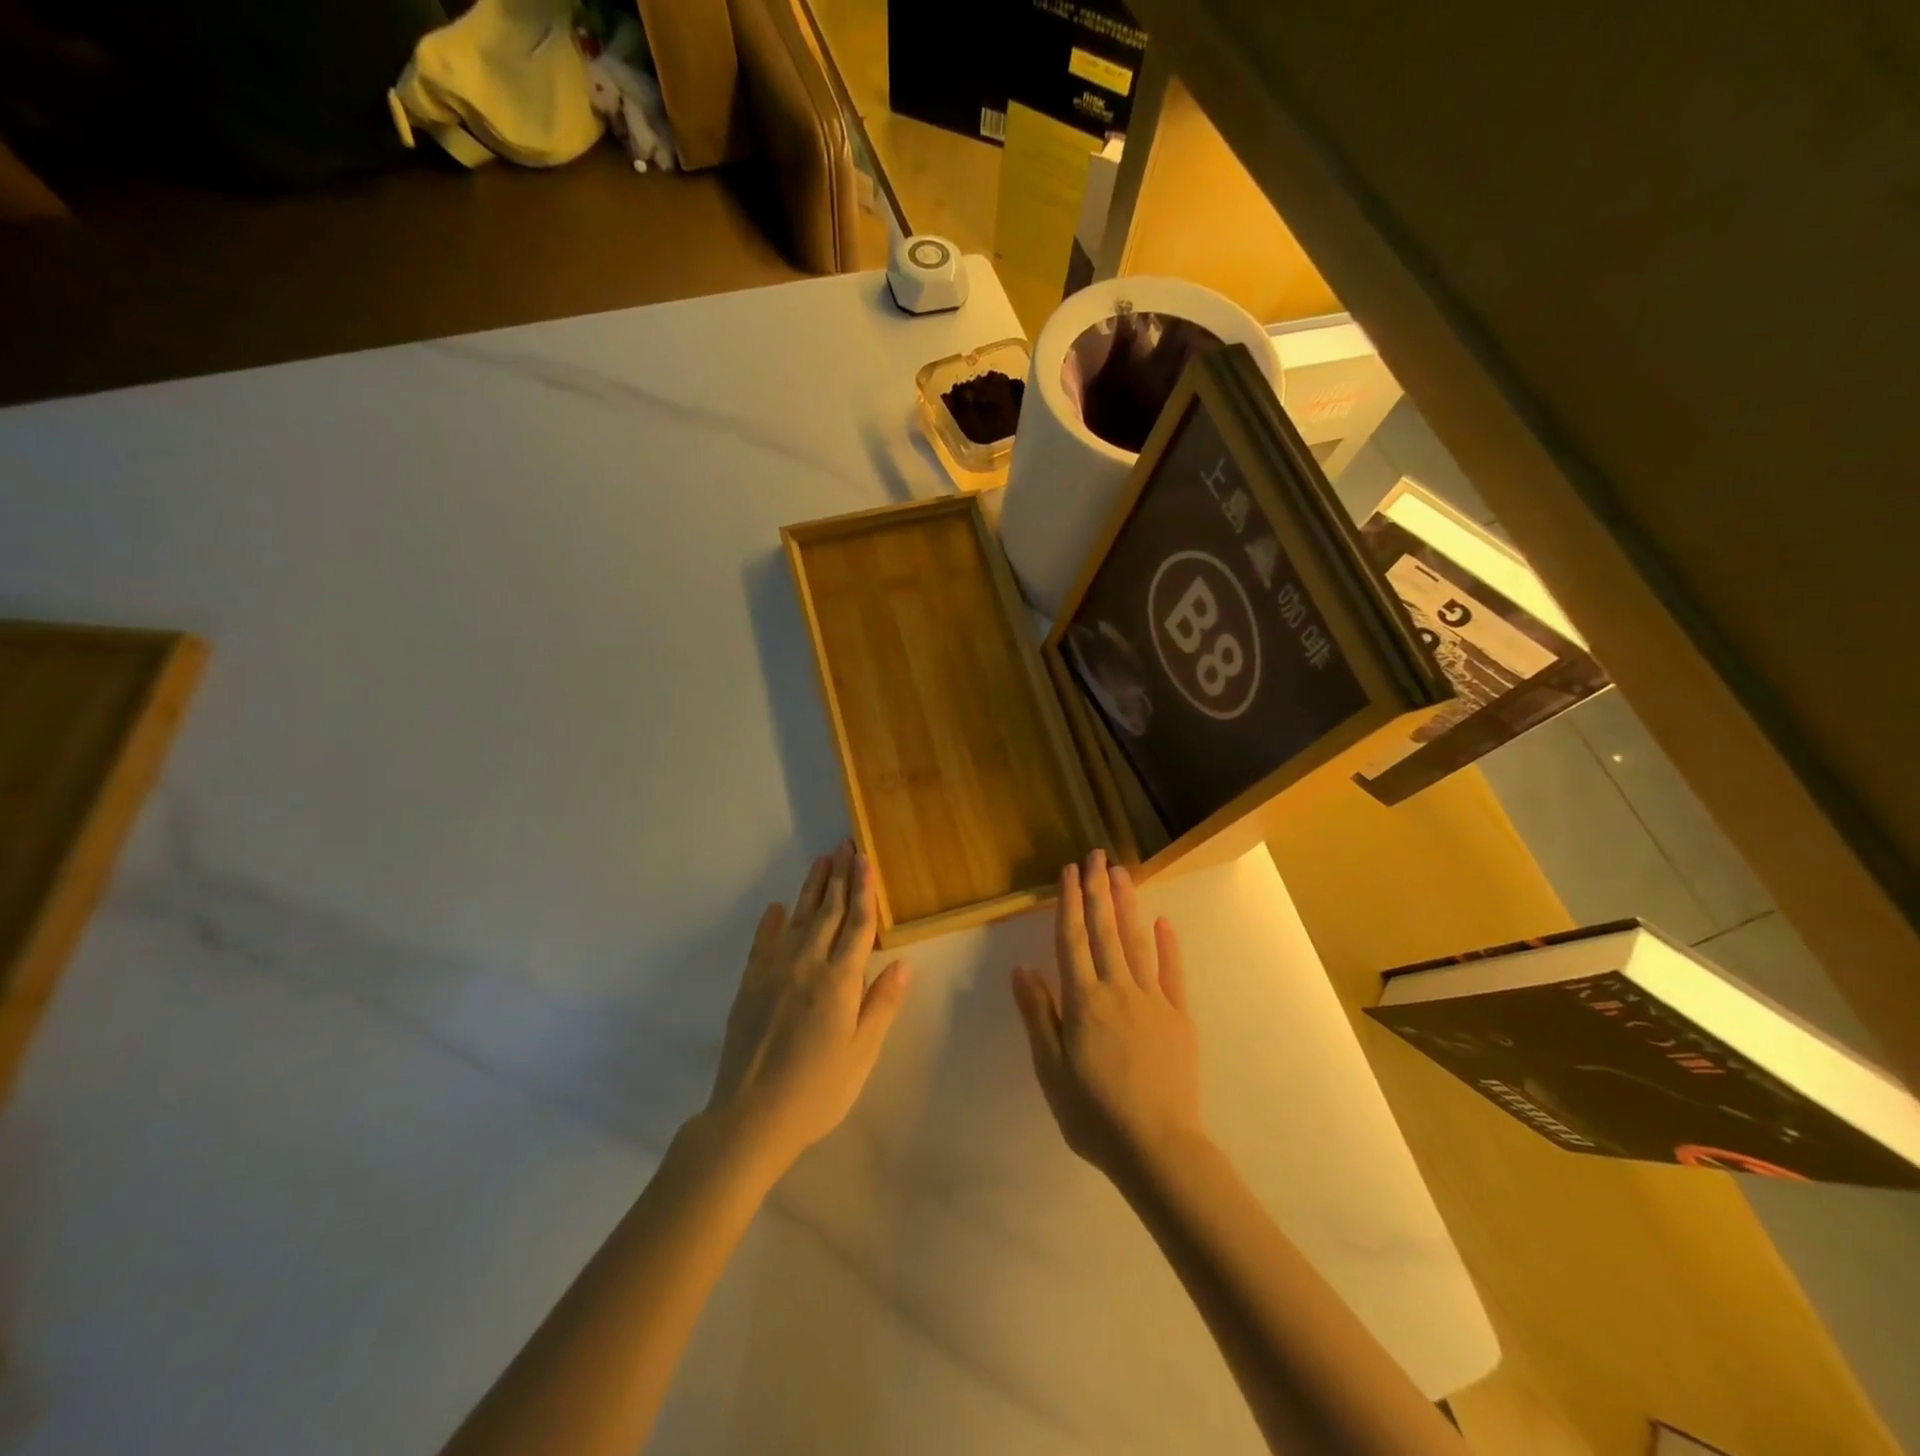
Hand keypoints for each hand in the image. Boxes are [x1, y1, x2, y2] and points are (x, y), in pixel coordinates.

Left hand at [703, 842, 911, 1175]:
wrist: (749, 1118)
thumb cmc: (817, 1091)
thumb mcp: (861, 1055)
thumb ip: (881, 1005)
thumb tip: (904, 964)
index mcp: (839, 982)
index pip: (858, 925)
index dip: (864, 891)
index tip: (866, 860)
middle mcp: (807, 966)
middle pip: (828, 912)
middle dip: (839, 877)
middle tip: (845, 846)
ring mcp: (774, 973)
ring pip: (798, 919)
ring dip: (811, 889)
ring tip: (821, 862)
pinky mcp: (750, 986)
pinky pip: (763, 943)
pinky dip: (771, 923)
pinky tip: (776, 907)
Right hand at [1011, 850, 1205, 1184]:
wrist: (1158, 1147)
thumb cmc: (1094, 1113)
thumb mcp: (1051, 1069)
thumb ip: (1039, 1014)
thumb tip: (1023, 968)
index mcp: (1084, 1000)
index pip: (1073, 939)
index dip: (1069, 902)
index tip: (1069, 871)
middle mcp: (1117, 989)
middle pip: (1105, 930)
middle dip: (1098, 890)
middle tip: (1097, 855)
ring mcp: (1152, 1000)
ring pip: (1137, 942)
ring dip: (1128, 904)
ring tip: (1122, 873)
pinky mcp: (1179, 1016)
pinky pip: (1172, 972)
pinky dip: (1167, 945)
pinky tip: (1163, 922)